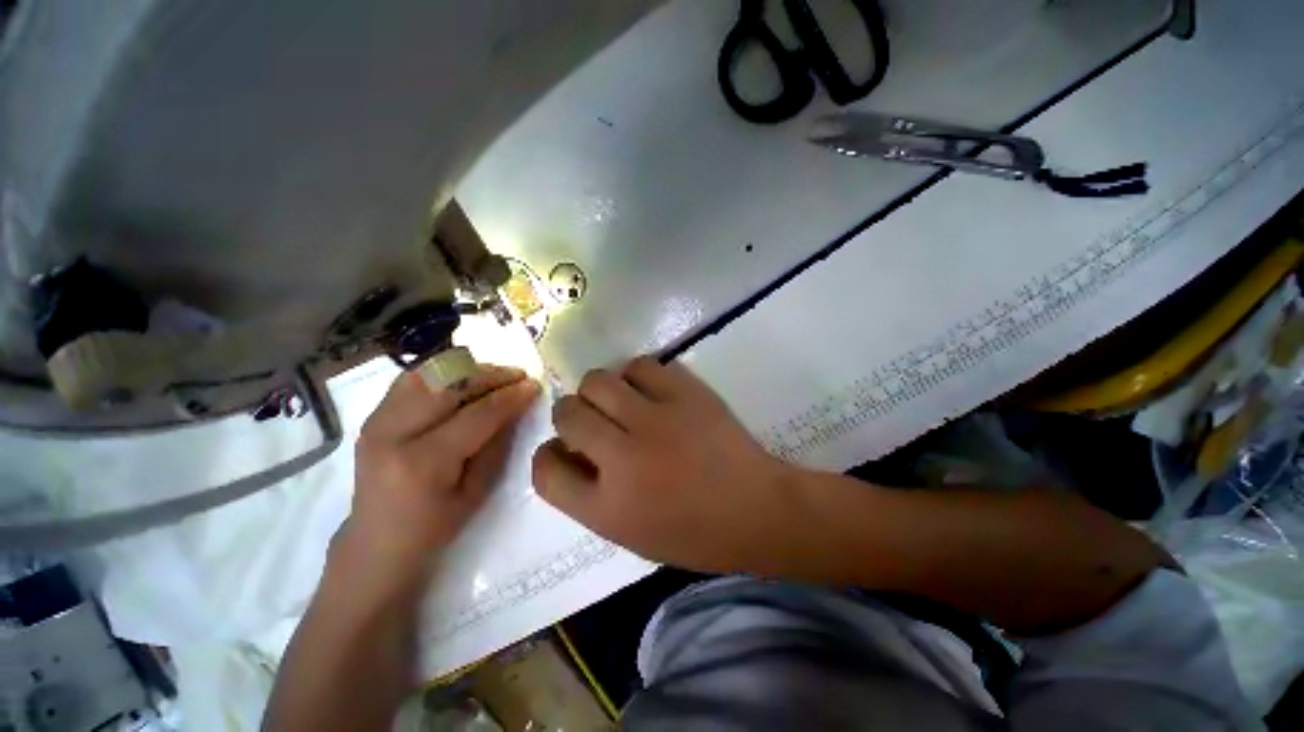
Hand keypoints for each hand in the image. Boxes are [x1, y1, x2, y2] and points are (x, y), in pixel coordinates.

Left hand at [338, 365, 539, 588]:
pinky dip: (443, 375)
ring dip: (467, 370)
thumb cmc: (434, 526)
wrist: (376, 542)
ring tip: (493, 377)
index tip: (533, 385)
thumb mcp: (477, 491)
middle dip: (490, 375)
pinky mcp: (372, 416)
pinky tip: (463, 382)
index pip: (476, 414)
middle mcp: (393, 433)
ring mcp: (376, 421)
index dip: (509, 397)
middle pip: (449, 385)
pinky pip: (412, 380)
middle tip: (518, 376)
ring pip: (428, 374)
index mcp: (423, 462)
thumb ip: (497, 444)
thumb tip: (516, 407)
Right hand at [532, 357, 801, 573]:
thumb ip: (591, 495)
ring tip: (619, 399)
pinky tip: (648, 388)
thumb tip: (570, 450)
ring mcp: (655, 420)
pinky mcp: (685, 394)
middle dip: (571, 413)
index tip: (563, 448)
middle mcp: (622, 459)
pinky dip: (636, 374)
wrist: (758, 509)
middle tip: (593, 418)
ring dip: (599, 389)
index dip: (548, 453)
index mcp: (606, 507)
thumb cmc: (696, 533)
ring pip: (597, 381)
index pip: (544, 470)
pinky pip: (640, 365)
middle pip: (567, 413)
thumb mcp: (630, 533)